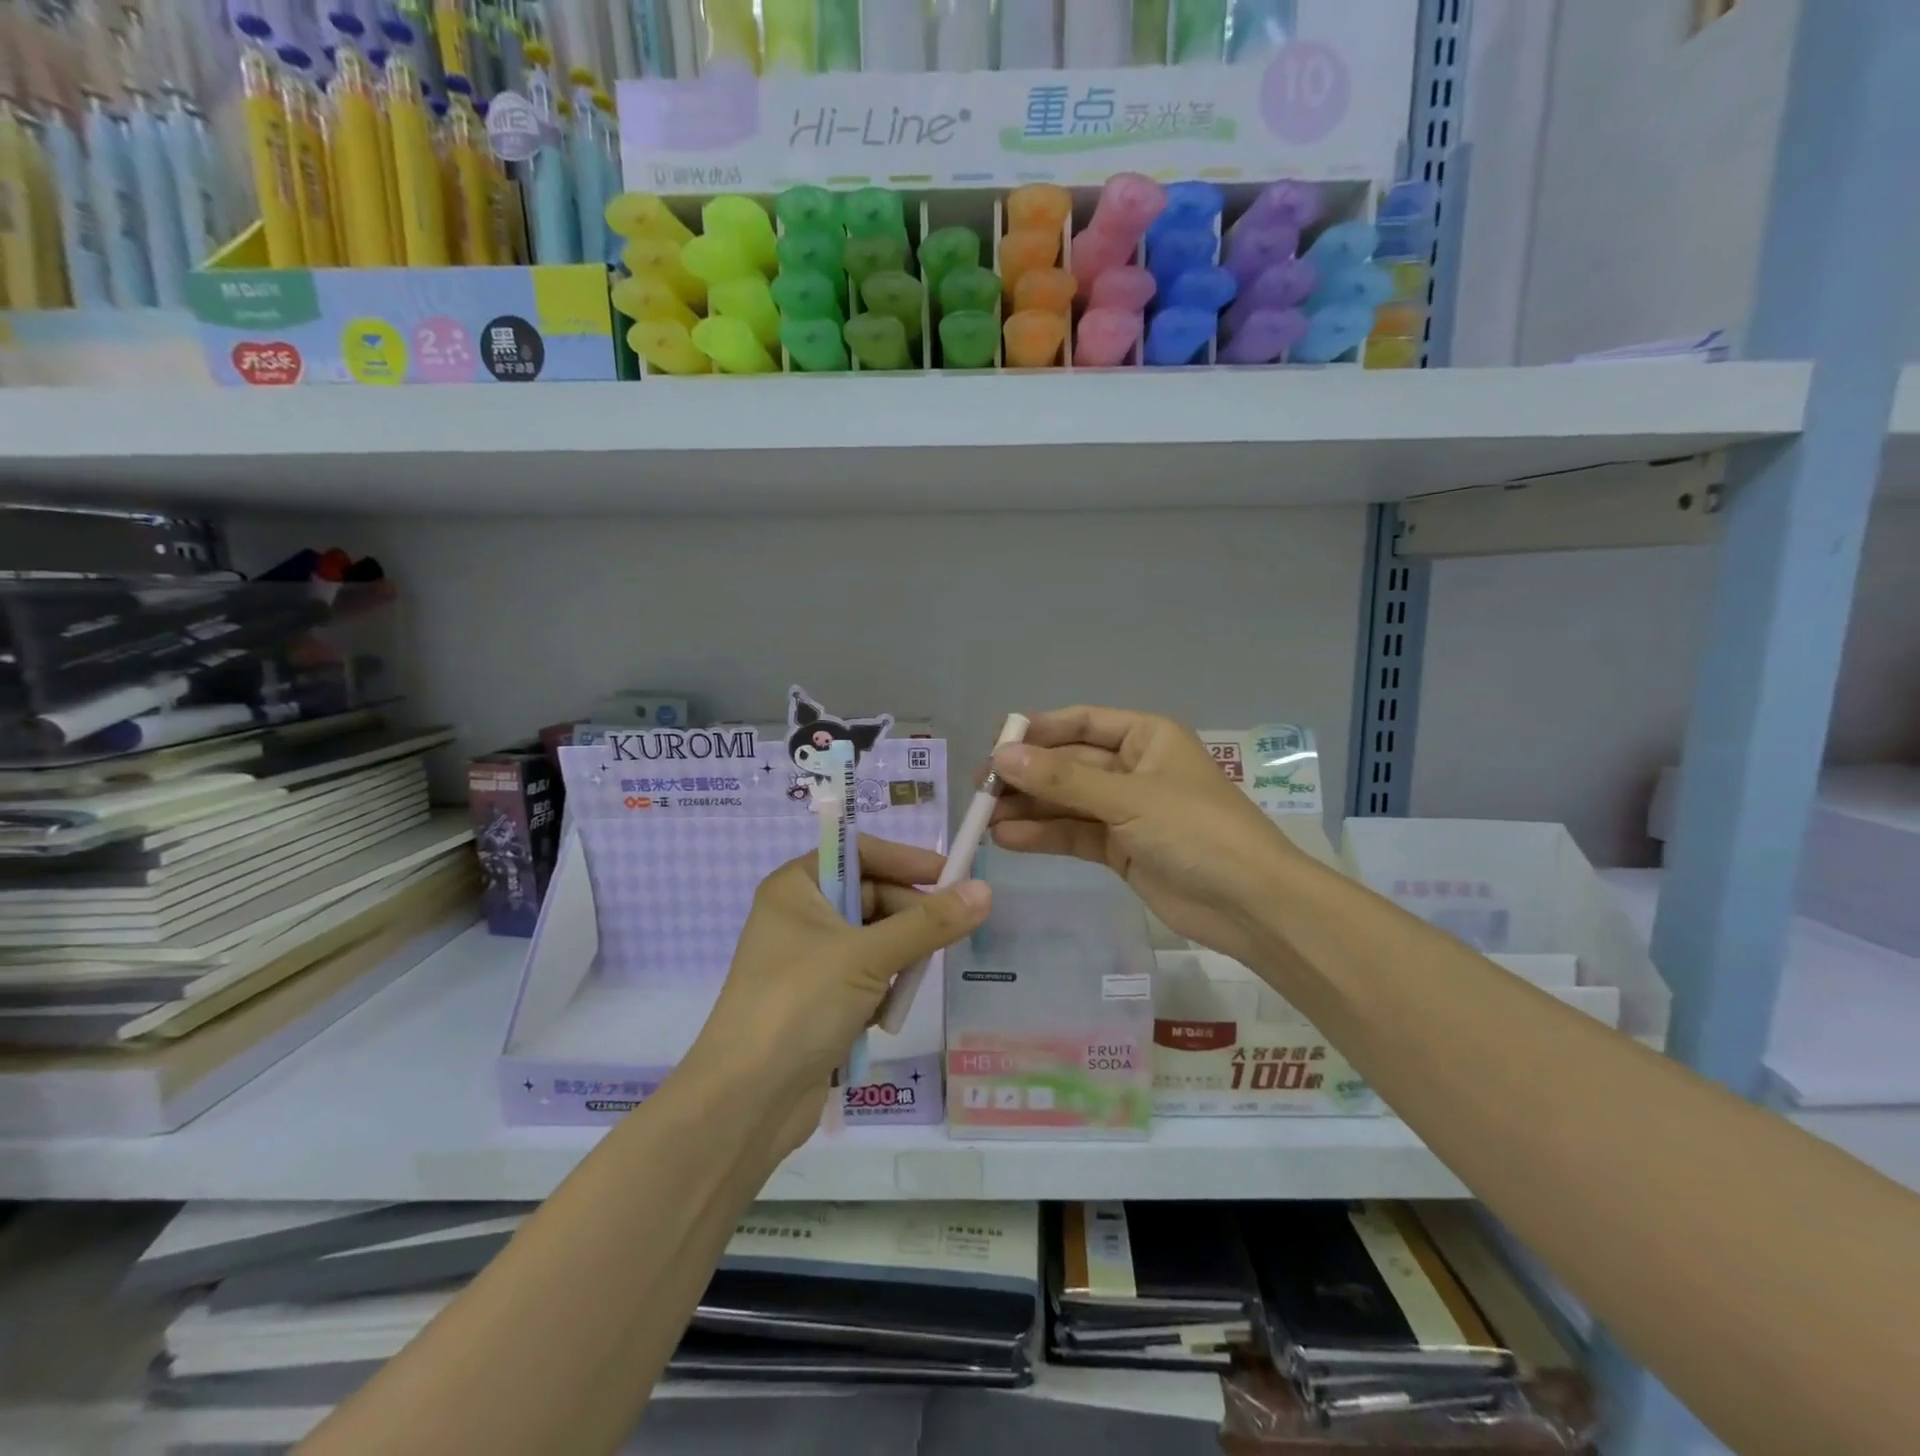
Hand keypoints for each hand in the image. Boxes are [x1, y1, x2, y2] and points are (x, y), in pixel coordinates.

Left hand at [692, 837, 989, 1153]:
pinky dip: (883, 989)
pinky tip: (887, 1013)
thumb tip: (984, 890)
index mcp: (796, 887)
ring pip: (874, 940)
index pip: (861, 853)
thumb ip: (929, 923)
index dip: (907, 861)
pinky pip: (866, 976)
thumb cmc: (800, 1005)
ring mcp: (808, 960)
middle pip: (872, 897)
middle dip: (909, 917)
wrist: (745, 1101)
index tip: (953, 875)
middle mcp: (800, 915)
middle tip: (949, 934)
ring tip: (914, 979)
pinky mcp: (818, 1000)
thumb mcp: (868, 956)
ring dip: (899, 957)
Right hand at [989, 707, 1301, 966]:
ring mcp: (1126, 810)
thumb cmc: (1196, 831)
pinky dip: (1044, 835)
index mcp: (1145, 737)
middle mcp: (1133, 767)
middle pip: (1068, 764)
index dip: (1036, 733)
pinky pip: (1074, 834)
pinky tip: (1008, 839)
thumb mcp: (1128, 798)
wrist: (1250, 904)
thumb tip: (1000, 756)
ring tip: (983, 819)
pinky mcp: (1120, 848)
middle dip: (1026, 776)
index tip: (994, 748)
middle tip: (980, 792)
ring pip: (1066, 801)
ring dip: (1028, 808)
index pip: (1079, 723)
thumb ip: (1062, 779)